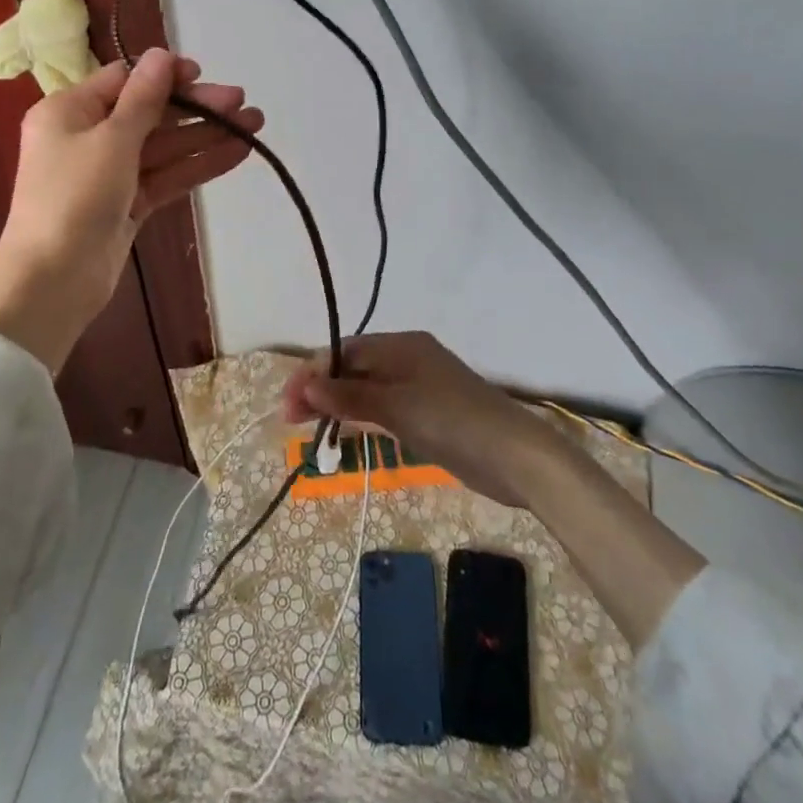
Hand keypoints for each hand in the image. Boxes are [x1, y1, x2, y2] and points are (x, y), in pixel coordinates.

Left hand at [0, 49, 262, 369]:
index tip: (203, 76)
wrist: (52, 281)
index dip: (165, 76)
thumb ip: (144, 98)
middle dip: (196, 108)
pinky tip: (237, 154)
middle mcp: (88, 137)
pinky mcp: (128, 204)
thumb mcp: (112, 139)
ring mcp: (110, 173)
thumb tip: (162, 54)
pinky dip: (198, 165)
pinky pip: (166, 176)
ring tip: (254, 124)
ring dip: (206, 135)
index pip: (124, 80)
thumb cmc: (75, 197)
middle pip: (150, 113)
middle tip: (242, 103)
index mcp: (69, 111)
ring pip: (164, 146)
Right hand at [280, 331, 571, 507]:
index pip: (345, 350)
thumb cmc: (452, 420)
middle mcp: (407, 360)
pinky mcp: (427, 415)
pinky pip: (383, 409)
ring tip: (308, 428)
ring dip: (338, 404)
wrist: (514, 456)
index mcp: (401, 345)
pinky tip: (345, 432)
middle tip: (290, 420)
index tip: (288, 402)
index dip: (313, 372)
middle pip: (353, 368)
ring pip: (367, 390)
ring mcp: (419, 388)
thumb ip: (350, 397)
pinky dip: (361, 417)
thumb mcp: (397, 406)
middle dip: (321, 389)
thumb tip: (306, 387)